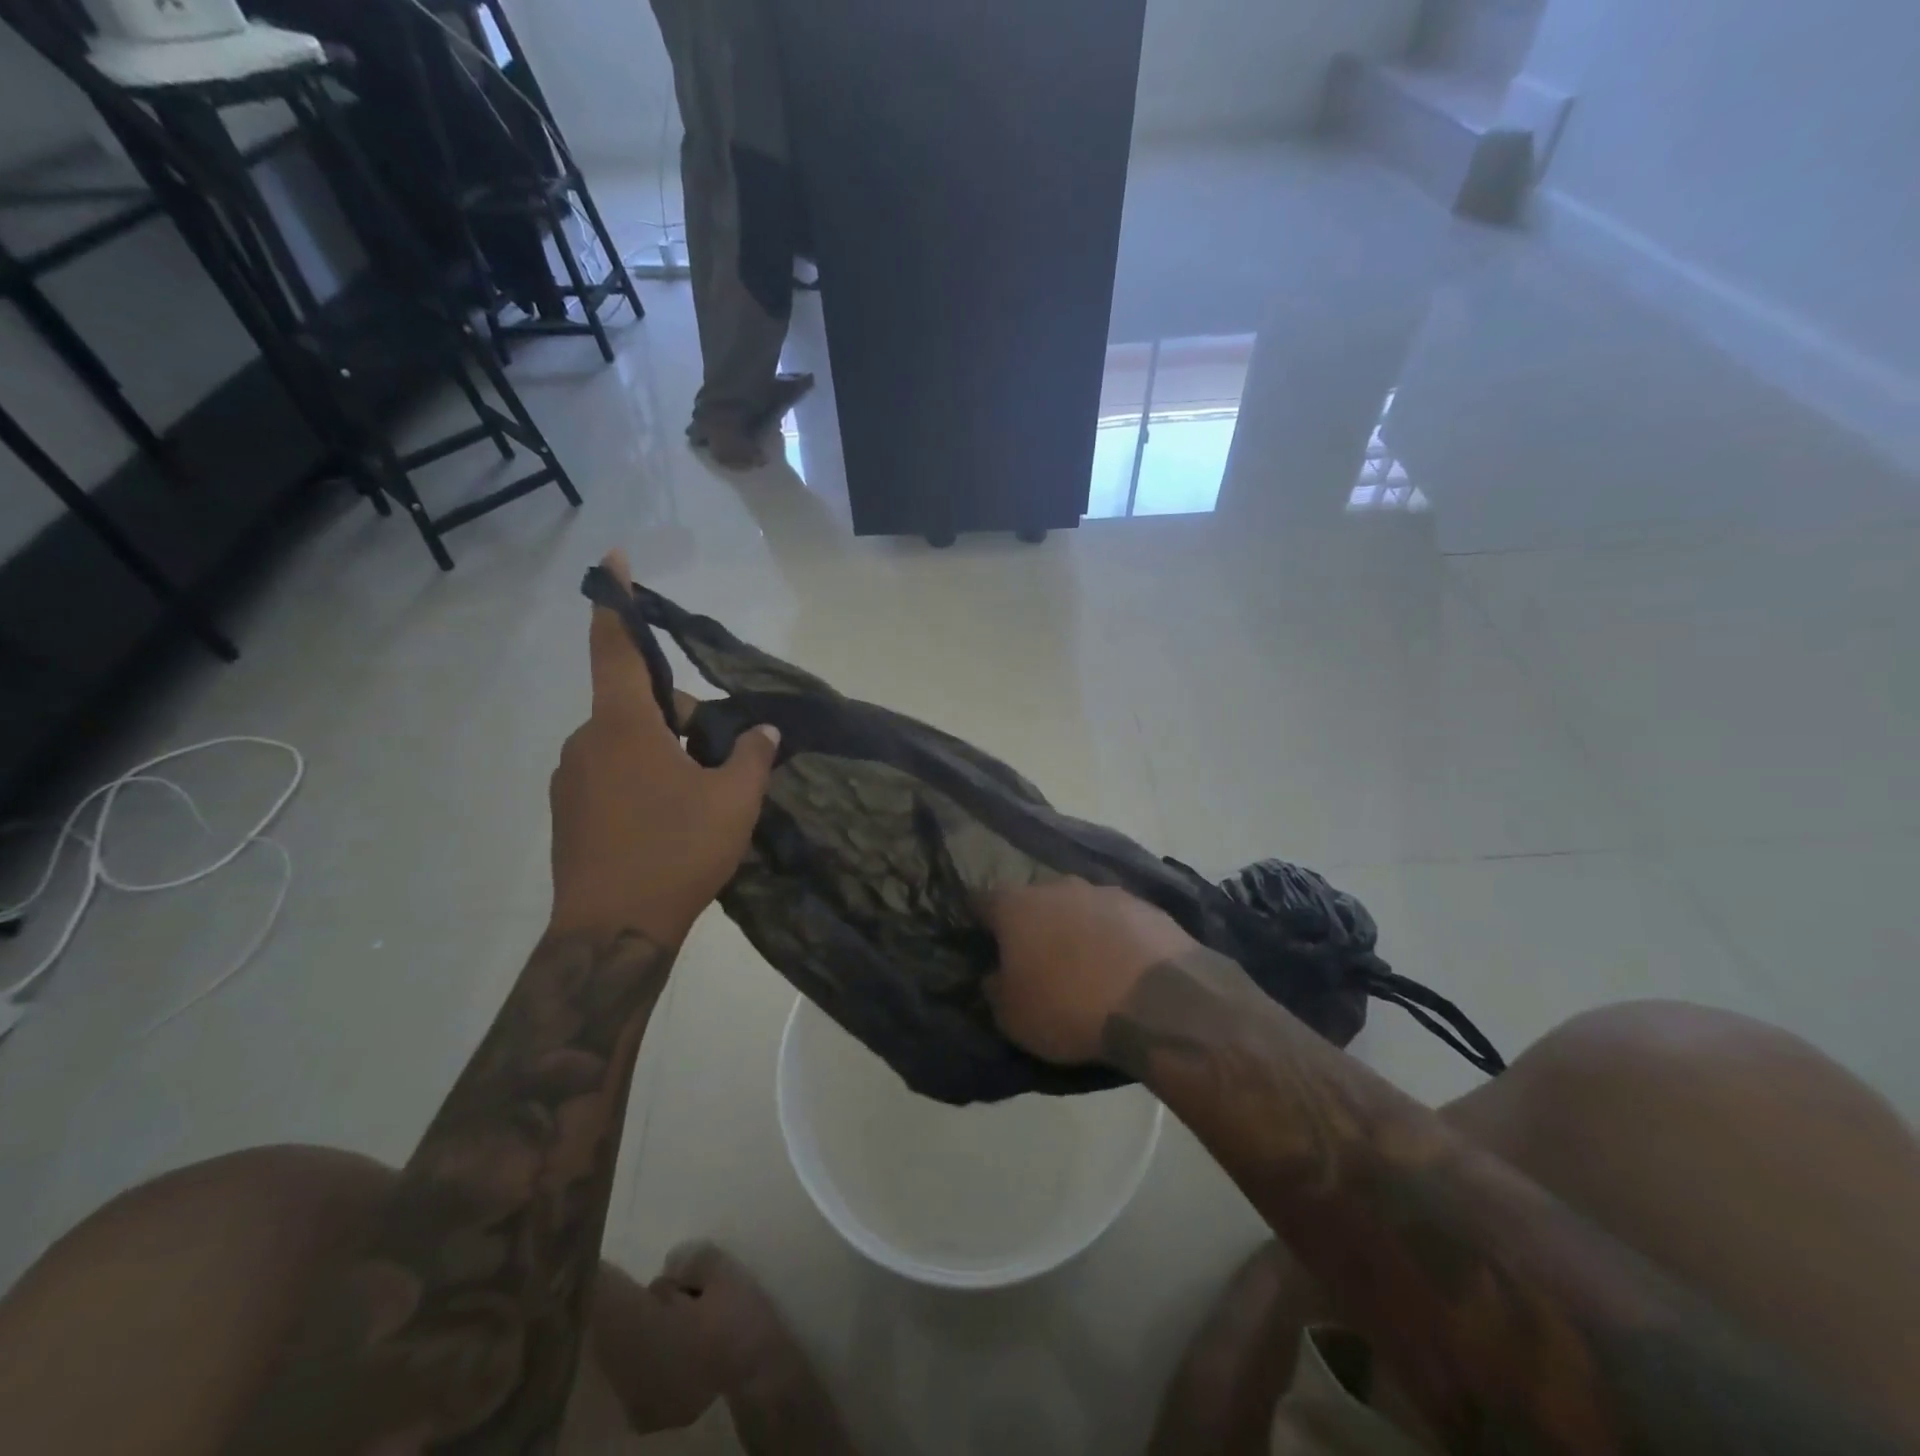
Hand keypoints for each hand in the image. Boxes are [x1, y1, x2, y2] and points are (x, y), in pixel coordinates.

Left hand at [548, 551, 779, 942]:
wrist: (612, 933)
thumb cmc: (675, 852)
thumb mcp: (733, 801)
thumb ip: (752, 756)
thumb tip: (763, 732)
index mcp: (623, 726)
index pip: (617, 647)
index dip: (616, 601)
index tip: (613, 560)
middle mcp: (587, 742)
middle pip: (639, 707)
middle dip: (682, 718)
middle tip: (724, 760)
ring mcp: (571, 780)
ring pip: (626, 745)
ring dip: (664, 754)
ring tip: (701, 801)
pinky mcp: (569, 814)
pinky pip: (611, 776)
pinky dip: (642, 782)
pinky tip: (670, 824)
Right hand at [981, 879, 1200, 1065]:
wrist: (1158, 1000)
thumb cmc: (1069, 1006)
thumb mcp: (1013, 1016)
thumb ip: (994, 989)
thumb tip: (993, 976)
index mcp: (1016, 906)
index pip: (982, 902)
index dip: (979, 923)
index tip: (983, 945)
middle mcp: (1057, 886)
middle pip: (1034, 901)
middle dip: (1032, 925)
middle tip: (1035, 960)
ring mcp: (1104, 891)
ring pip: (1077, 906)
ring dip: (1075, 928)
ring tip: (1083, 965)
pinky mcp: (1145, 906)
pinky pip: (1116, 919)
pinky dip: (1113, 937)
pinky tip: (1121, 966)